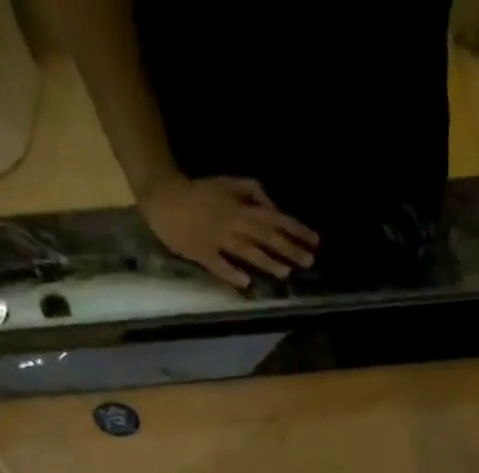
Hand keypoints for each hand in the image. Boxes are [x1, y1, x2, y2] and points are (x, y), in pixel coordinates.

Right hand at [139, 175, 318, 288]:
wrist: (163, 196)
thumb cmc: (200, 193)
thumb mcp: (227, 183)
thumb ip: (251, 191)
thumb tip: (273, 206)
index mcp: (240, 207)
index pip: (275, 219)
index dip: (296, 229)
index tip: (316, 241)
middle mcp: (233, 223)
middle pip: (265, 236)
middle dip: (288, 248)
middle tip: (309, 261)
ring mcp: (217, 239)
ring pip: (245, 250)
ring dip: (265, 261)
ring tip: (285, 272)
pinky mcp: (201, 252)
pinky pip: (218, 264)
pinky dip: (231, 272)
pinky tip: (246, 282)